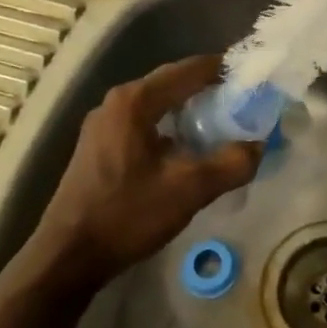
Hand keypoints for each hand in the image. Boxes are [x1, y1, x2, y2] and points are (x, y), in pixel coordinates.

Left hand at [16, 56, 261, 295]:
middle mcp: (116, 103)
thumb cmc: (127, 215)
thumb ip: (231, 163)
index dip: (224, 69)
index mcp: (135, 101)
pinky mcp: (99, 146)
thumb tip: (259, 146)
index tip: (254, 75)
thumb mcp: (189, 190)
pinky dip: (171, 126)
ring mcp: (104, 124)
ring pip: (158, 104)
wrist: (67, 258)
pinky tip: (190, 146)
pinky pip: (145, 122)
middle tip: (245, 98)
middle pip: (172, 82)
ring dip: (190, 108)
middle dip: (209, 88)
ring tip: (225, 120)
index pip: (189, 70)